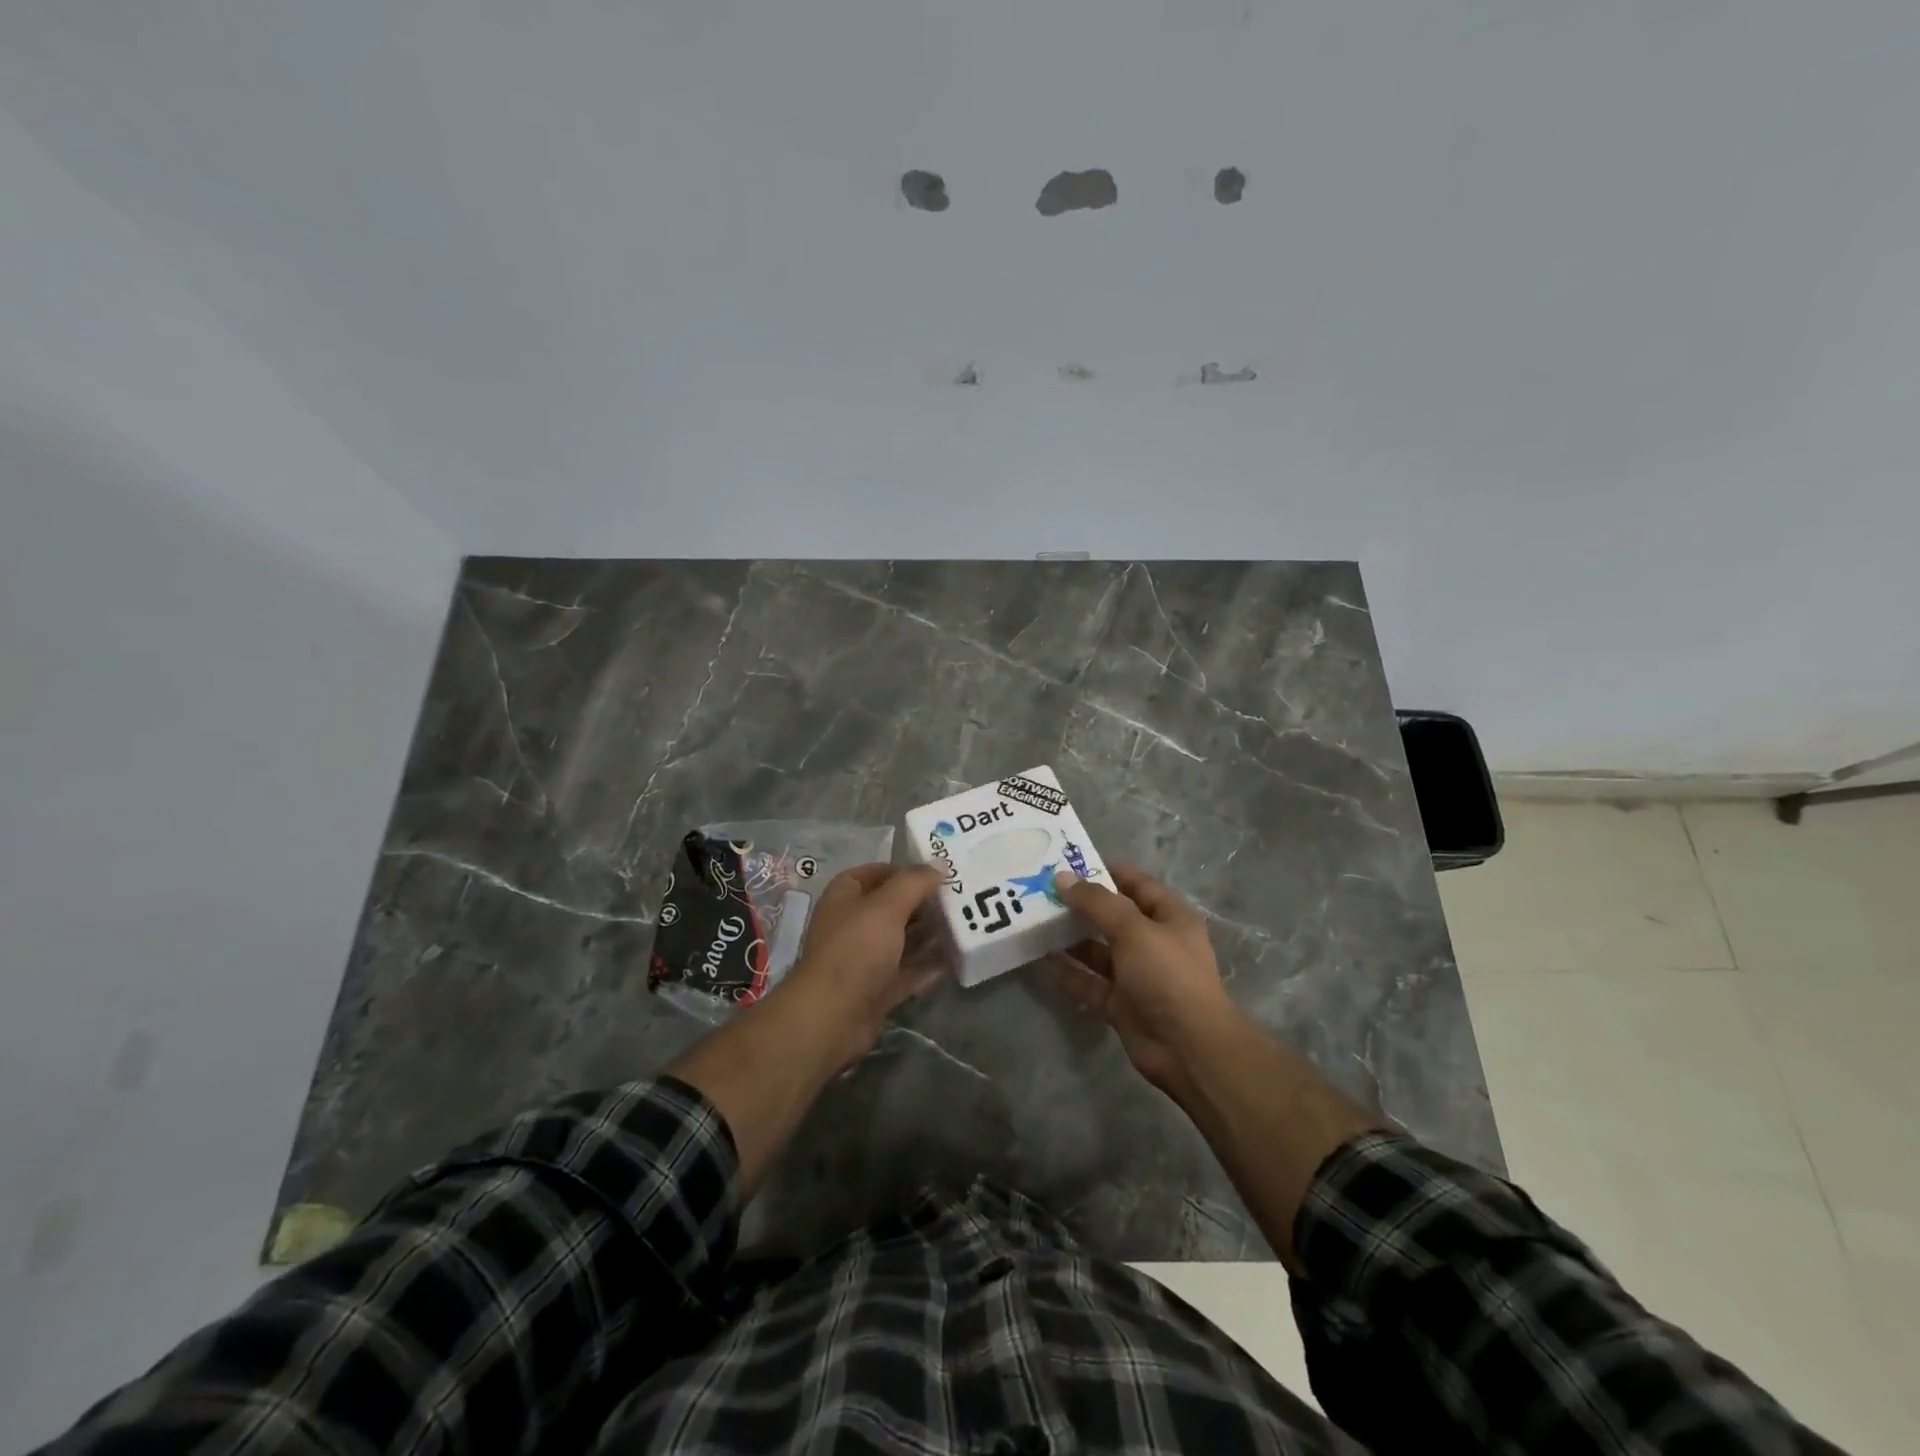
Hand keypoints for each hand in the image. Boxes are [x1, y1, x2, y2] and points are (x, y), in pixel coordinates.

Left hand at [782, 863, 944, 1064]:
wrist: (832, 1015)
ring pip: (899, 942)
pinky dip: (925, 967)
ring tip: (960, 926)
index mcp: (844, 898)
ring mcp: (863, 960)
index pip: (872, 874)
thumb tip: (939, 864)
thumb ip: (915, 883)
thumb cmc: (856, 949)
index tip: (933, 874)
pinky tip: (952, 960)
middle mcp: (851, 926)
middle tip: (955, 900)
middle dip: (920, 904)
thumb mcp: (887, 906)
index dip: (900, 871)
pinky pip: (905, 973)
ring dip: (926, 936)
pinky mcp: (875, 990)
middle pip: (889, 908)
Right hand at [1050, 864, 1239, 1096]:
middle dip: (1081, 905)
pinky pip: (1090, 982)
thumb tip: (1062, 878)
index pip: (1136, 884)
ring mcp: (1137, 975)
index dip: (1106, 871)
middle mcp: (1154, 943)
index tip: (1069, 864)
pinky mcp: (1121, 1004)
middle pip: (1113, 917)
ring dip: (1071, 938)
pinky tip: (1041, 959)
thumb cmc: (1167, 975)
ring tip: (1036, 922)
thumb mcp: (1133, 929)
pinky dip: (1069, 972)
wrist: (1187, 1047)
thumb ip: (1096, 903)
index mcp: (1169, 917)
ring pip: (1099, 950)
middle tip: (1042, 891)